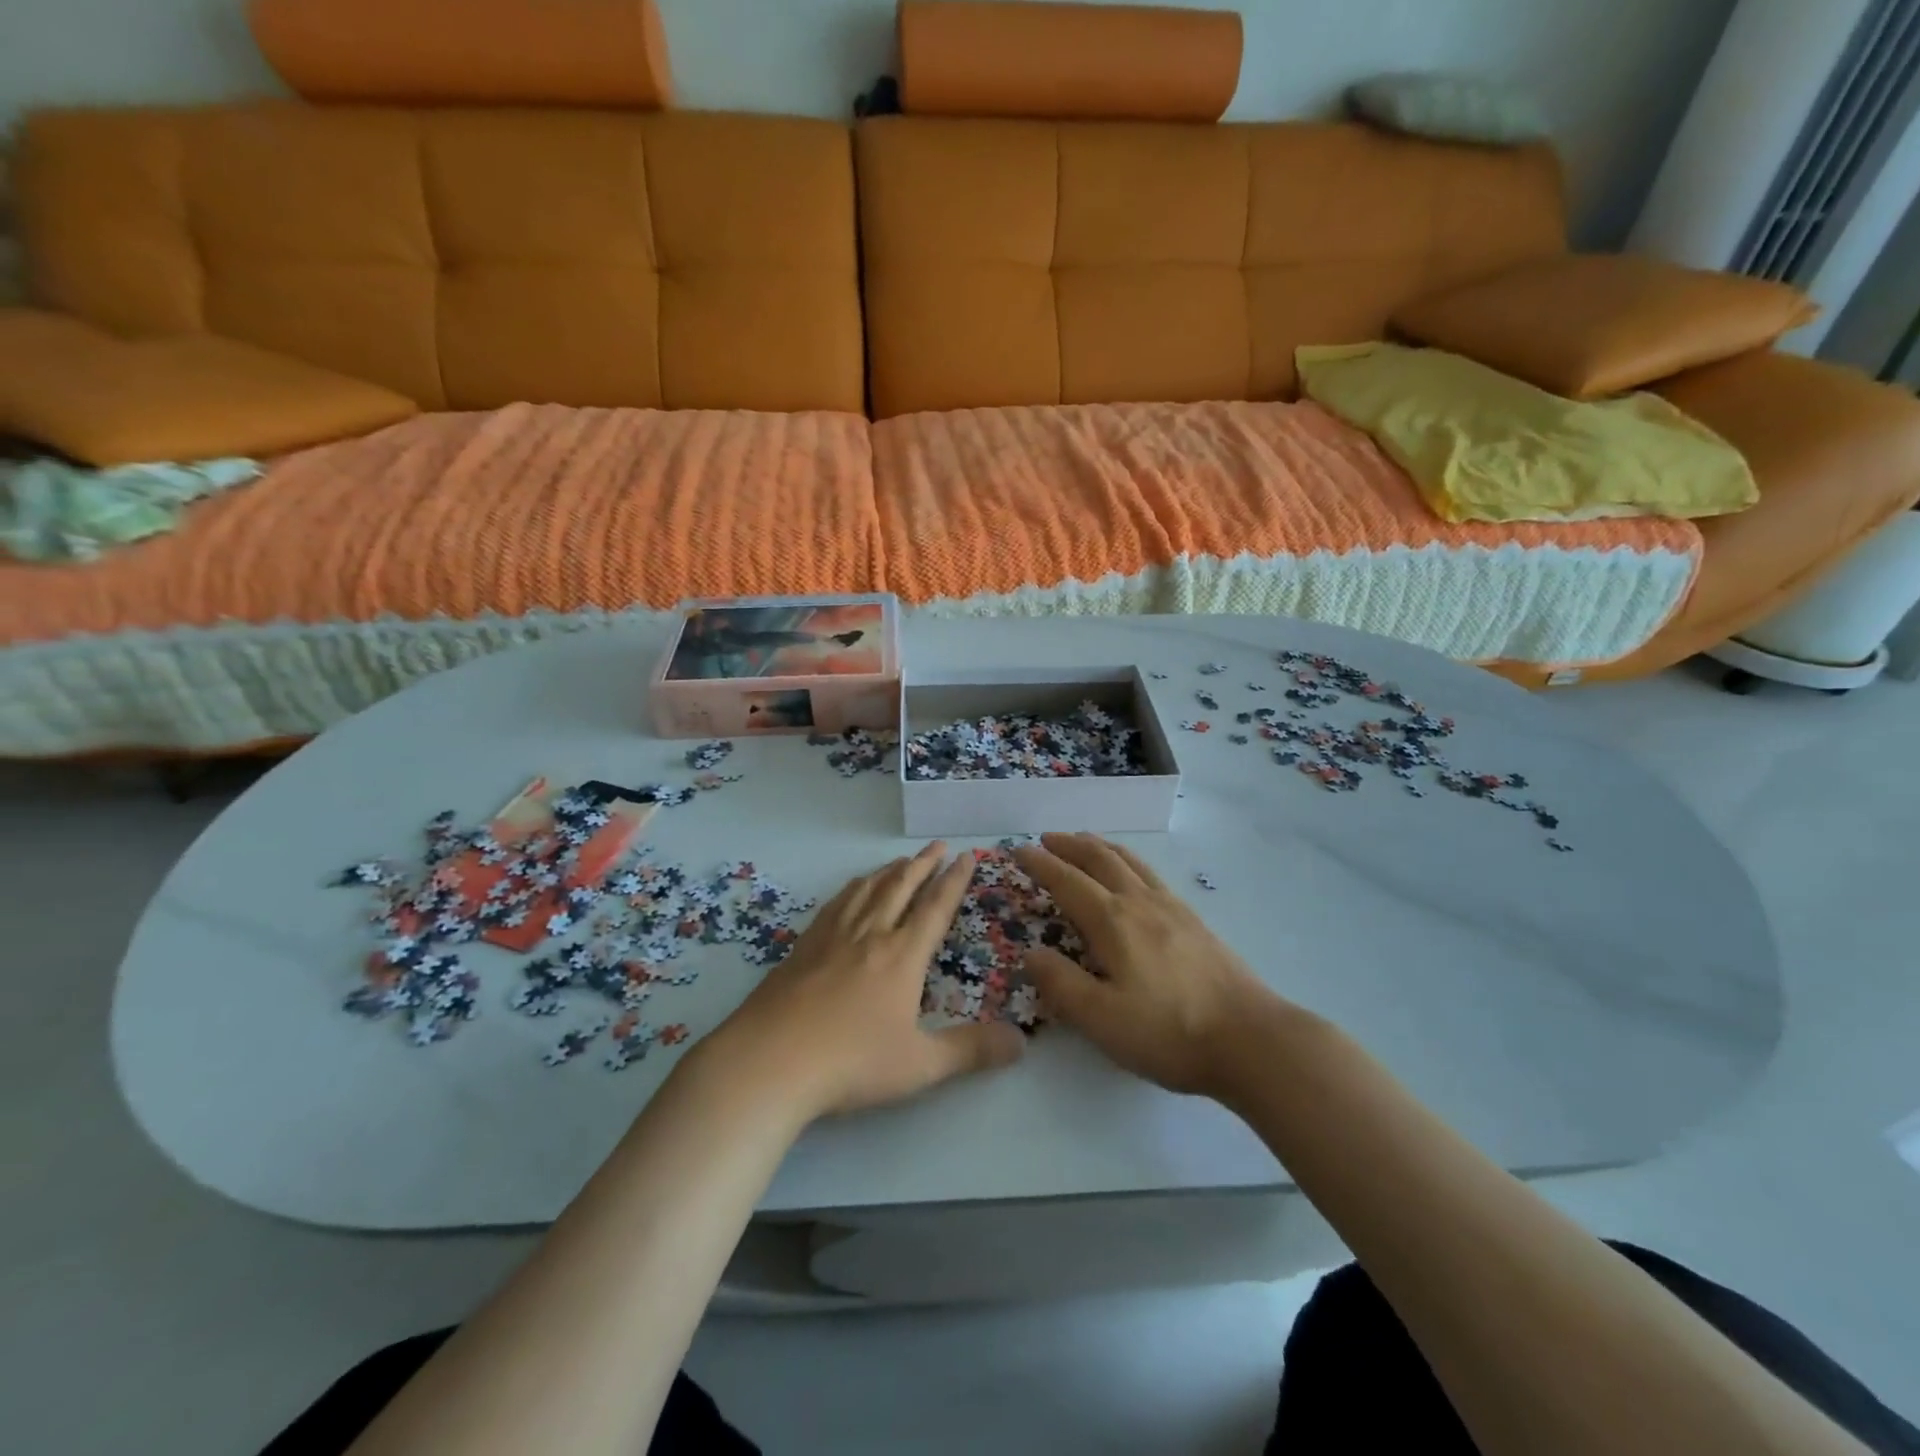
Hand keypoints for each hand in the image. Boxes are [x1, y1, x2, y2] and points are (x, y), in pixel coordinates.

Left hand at [706, 843, 1024, 1119]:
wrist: (770, 1060)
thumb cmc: (851, 1063)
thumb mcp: (921, 1065)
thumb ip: (971, 1051)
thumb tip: (1021, 1043)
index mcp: (902, 956)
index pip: (935, 907)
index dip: (955, 880)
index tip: (968, 855)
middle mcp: (870, 934)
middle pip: (901, 886)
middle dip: (924, 863)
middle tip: (938, 844)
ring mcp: (832, 936)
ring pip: (867, 889)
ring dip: (890, 871)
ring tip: (902, 860)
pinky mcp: (803, 946)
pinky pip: (836, 903)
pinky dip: (853, 887)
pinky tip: (852, 889)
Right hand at [1015, 833, 1287, 1098]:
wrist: (1251, 1039)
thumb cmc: (1169, 1032)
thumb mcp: (1102, 1019)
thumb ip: (1061, 984)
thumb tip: (1030, 953)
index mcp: (1113, 921)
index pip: (1067, 881)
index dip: (1041, 864)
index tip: (1019, 849)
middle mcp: (1140, 903)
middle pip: (1100, 859)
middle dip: (1070, 845)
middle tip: (1047, 838)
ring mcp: (1172, 908)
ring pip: (1129, 862)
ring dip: (1100, 846)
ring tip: (1085, 841)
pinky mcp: (1195, 921)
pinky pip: (1151, 874)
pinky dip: (1129, 861)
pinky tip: (1134, 876)